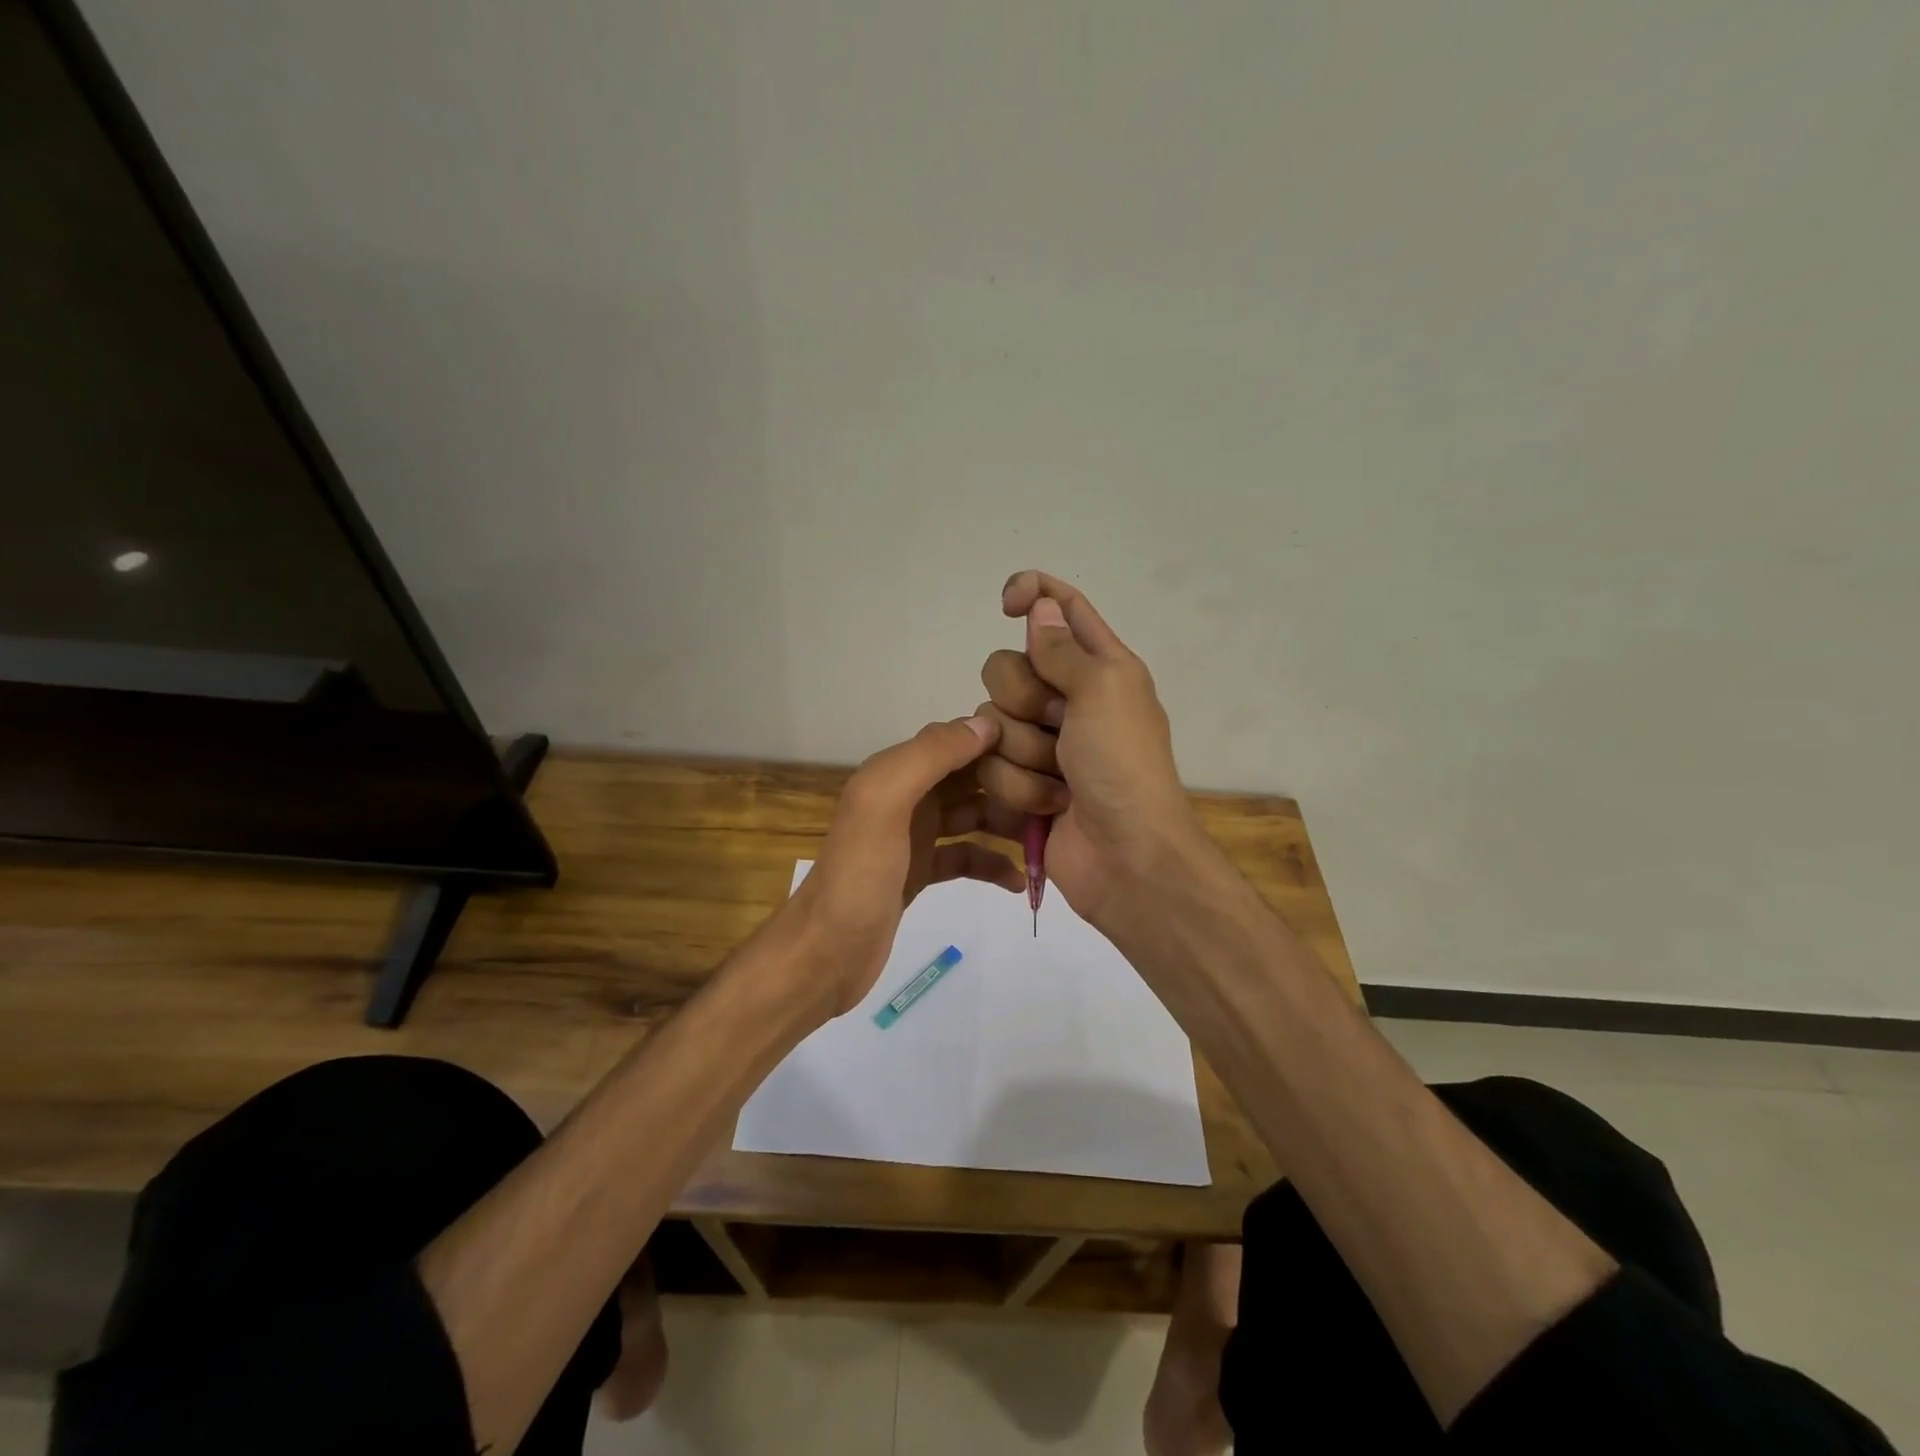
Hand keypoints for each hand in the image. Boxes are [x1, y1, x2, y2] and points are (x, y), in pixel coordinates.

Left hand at [789, 716, 1026, 1016]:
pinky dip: (991, 864)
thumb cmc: (858, 876)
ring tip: (1049, 838)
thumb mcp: (885, 803)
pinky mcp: (919, 873)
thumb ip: (930, 757)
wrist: (824, 954)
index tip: (1048, 753)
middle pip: (970, 777)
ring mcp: (913, 836)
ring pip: (973, 816)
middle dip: (1012, 782)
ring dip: (1008, 823)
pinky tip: (1018, 882)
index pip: (956, 739)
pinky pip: (965, 857)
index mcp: (894, 772)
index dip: (999, 741)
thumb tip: (986, 724)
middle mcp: (905, 796)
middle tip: (1060, 800)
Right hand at [974, 570, 1209, 931]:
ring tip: (1060, 781)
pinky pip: (988, 765)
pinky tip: (1048, 806)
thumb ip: (1062, 647)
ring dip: (1024, 754)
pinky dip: (1018, 788)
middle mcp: (1066, 697)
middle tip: (1058, 724)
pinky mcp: (1018, 782)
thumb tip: (1039, 605)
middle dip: (1024, 699)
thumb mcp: (1103, 690)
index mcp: (1099, 665)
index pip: (1060, 607)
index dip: (1031, 592)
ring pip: (990, 721)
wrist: (1125, 856)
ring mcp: (1039, 742)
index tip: (1004, 604)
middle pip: (1006, 667)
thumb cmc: (1123, 765)